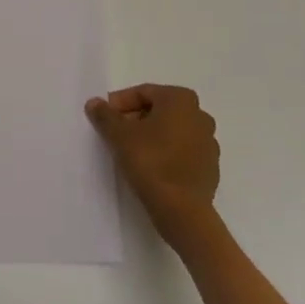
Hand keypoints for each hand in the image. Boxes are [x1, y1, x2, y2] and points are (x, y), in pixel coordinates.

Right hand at [86, 84, 219, 243]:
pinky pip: (182, 152)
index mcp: (181, 100)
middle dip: (136, 119)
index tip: (105, 118)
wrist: (183, 211)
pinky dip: (166, 154)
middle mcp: (200, 115)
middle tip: (115, 134)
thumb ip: (105, 115)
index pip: (144, 92)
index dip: (120, 103)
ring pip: (172, 131)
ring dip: (152, 137)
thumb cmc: (151, 162)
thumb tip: (94, 103)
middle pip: (159, 110)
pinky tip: (151, 168)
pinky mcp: (210, 167)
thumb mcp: (119, 135)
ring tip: (131, 152)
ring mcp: (209, 143)